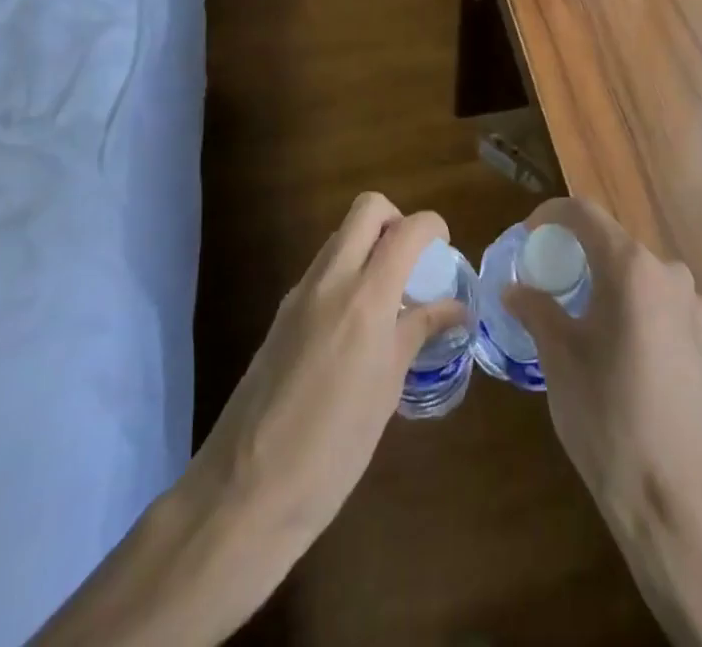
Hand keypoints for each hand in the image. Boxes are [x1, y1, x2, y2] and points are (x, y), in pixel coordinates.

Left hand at [194, 191, 465, 547]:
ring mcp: (299, 293)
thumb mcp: (387, 390)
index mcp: (365, 297)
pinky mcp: (281, 313)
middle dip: (396, 220)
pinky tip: (355, 326)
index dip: (433, 227)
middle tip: (412, 263)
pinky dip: (346, 274)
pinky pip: (322, 269)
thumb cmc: (333, 449)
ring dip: (369, 246)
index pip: (407, 229)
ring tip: (389, 298)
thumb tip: (456, 308)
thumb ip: (419, 333)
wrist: (246, 492)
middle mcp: (330, 280)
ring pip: (341, 236)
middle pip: (367, 209)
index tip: (444, 249)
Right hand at [502, 197, 701, 531]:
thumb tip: (514, 289)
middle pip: (615, 243)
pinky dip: (635, 306)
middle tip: (548, 278)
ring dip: (608, 281)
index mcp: (632, 268)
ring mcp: (695, 305)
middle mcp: (669, 273)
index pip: (585, 215)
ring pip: (640, 274)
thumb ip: (537, 311)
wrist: (681, 499)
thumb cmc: (610, 420)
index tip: (528, 235)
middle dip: (578, 252)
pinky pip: (662, 302)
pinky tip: (620, 345)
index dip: (551, 215)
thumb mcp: (561, 361)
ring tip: (581, 314)